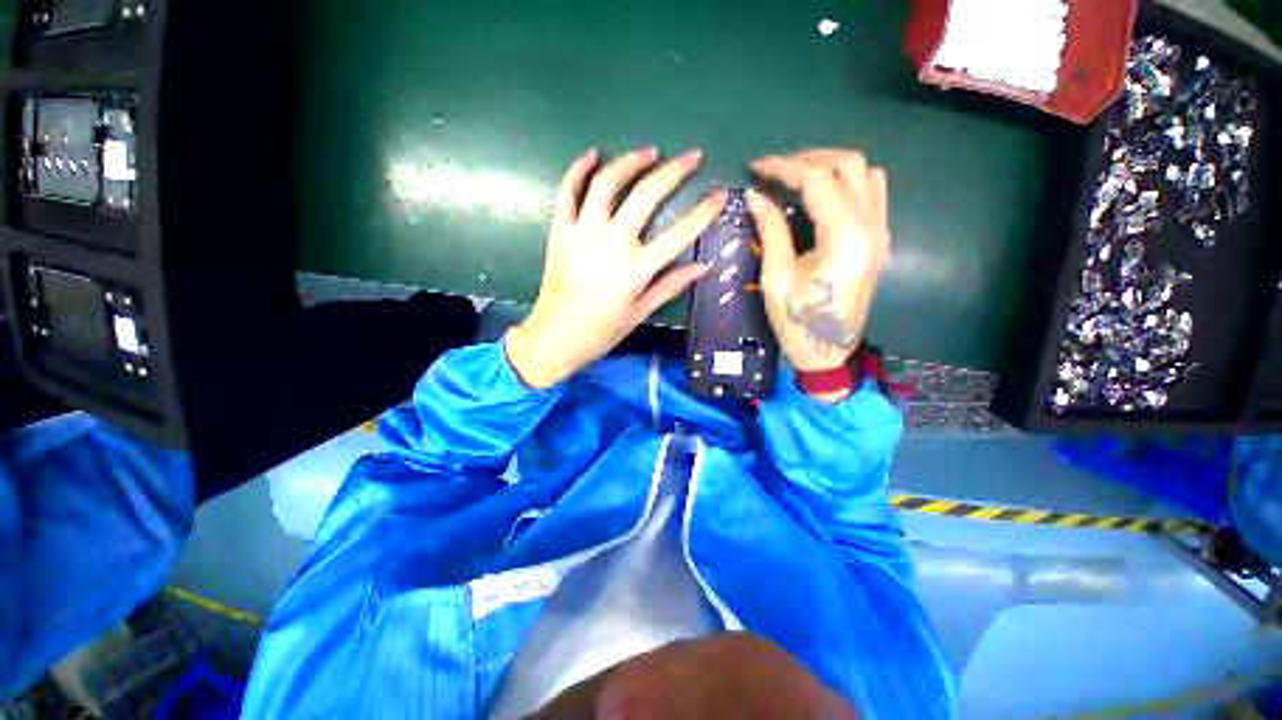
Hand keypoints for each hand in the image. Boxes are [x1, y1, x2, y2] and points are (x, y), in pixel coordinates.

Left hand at [506, 148, 726, 388]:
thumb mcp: (640, 313)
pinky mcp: (561, 231)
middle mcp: (611, 242)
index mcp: (636, 268)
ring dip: (630, 161)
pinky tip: (592, 155)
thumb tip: (703, 266)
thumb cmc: (601, 331)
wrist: (554, 337)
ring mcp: (583, 233)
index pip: (679, 233)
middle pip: (646, 195)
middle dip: (674, 170)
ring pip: (607, 183)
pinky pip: (567, 192)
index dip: (704, 212)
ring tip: (650, 152)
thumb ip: (670, 285)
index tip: (720, 194)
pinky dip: (579, 170)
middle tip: (692, 156)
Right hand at [747, 150, 890, 381]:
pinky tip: (823, 198)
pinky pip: (873, 194)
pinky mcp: (879, 242)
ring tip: (798, 179)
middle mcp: (871, 224)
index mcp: (844, 234)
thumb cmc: (798, 320)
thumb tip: (755, 194)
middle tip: (776, 172)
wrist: (828, 353)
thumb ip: (770, 229)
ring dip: (832, 167)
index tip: (755, 168)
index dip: (782, 167)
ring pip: (867, 174)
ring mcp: (880, 232)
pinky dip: (848, 184)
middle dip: (809, 159)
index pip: (816, 178)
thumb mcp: (776, 277)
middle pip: (849, 164)